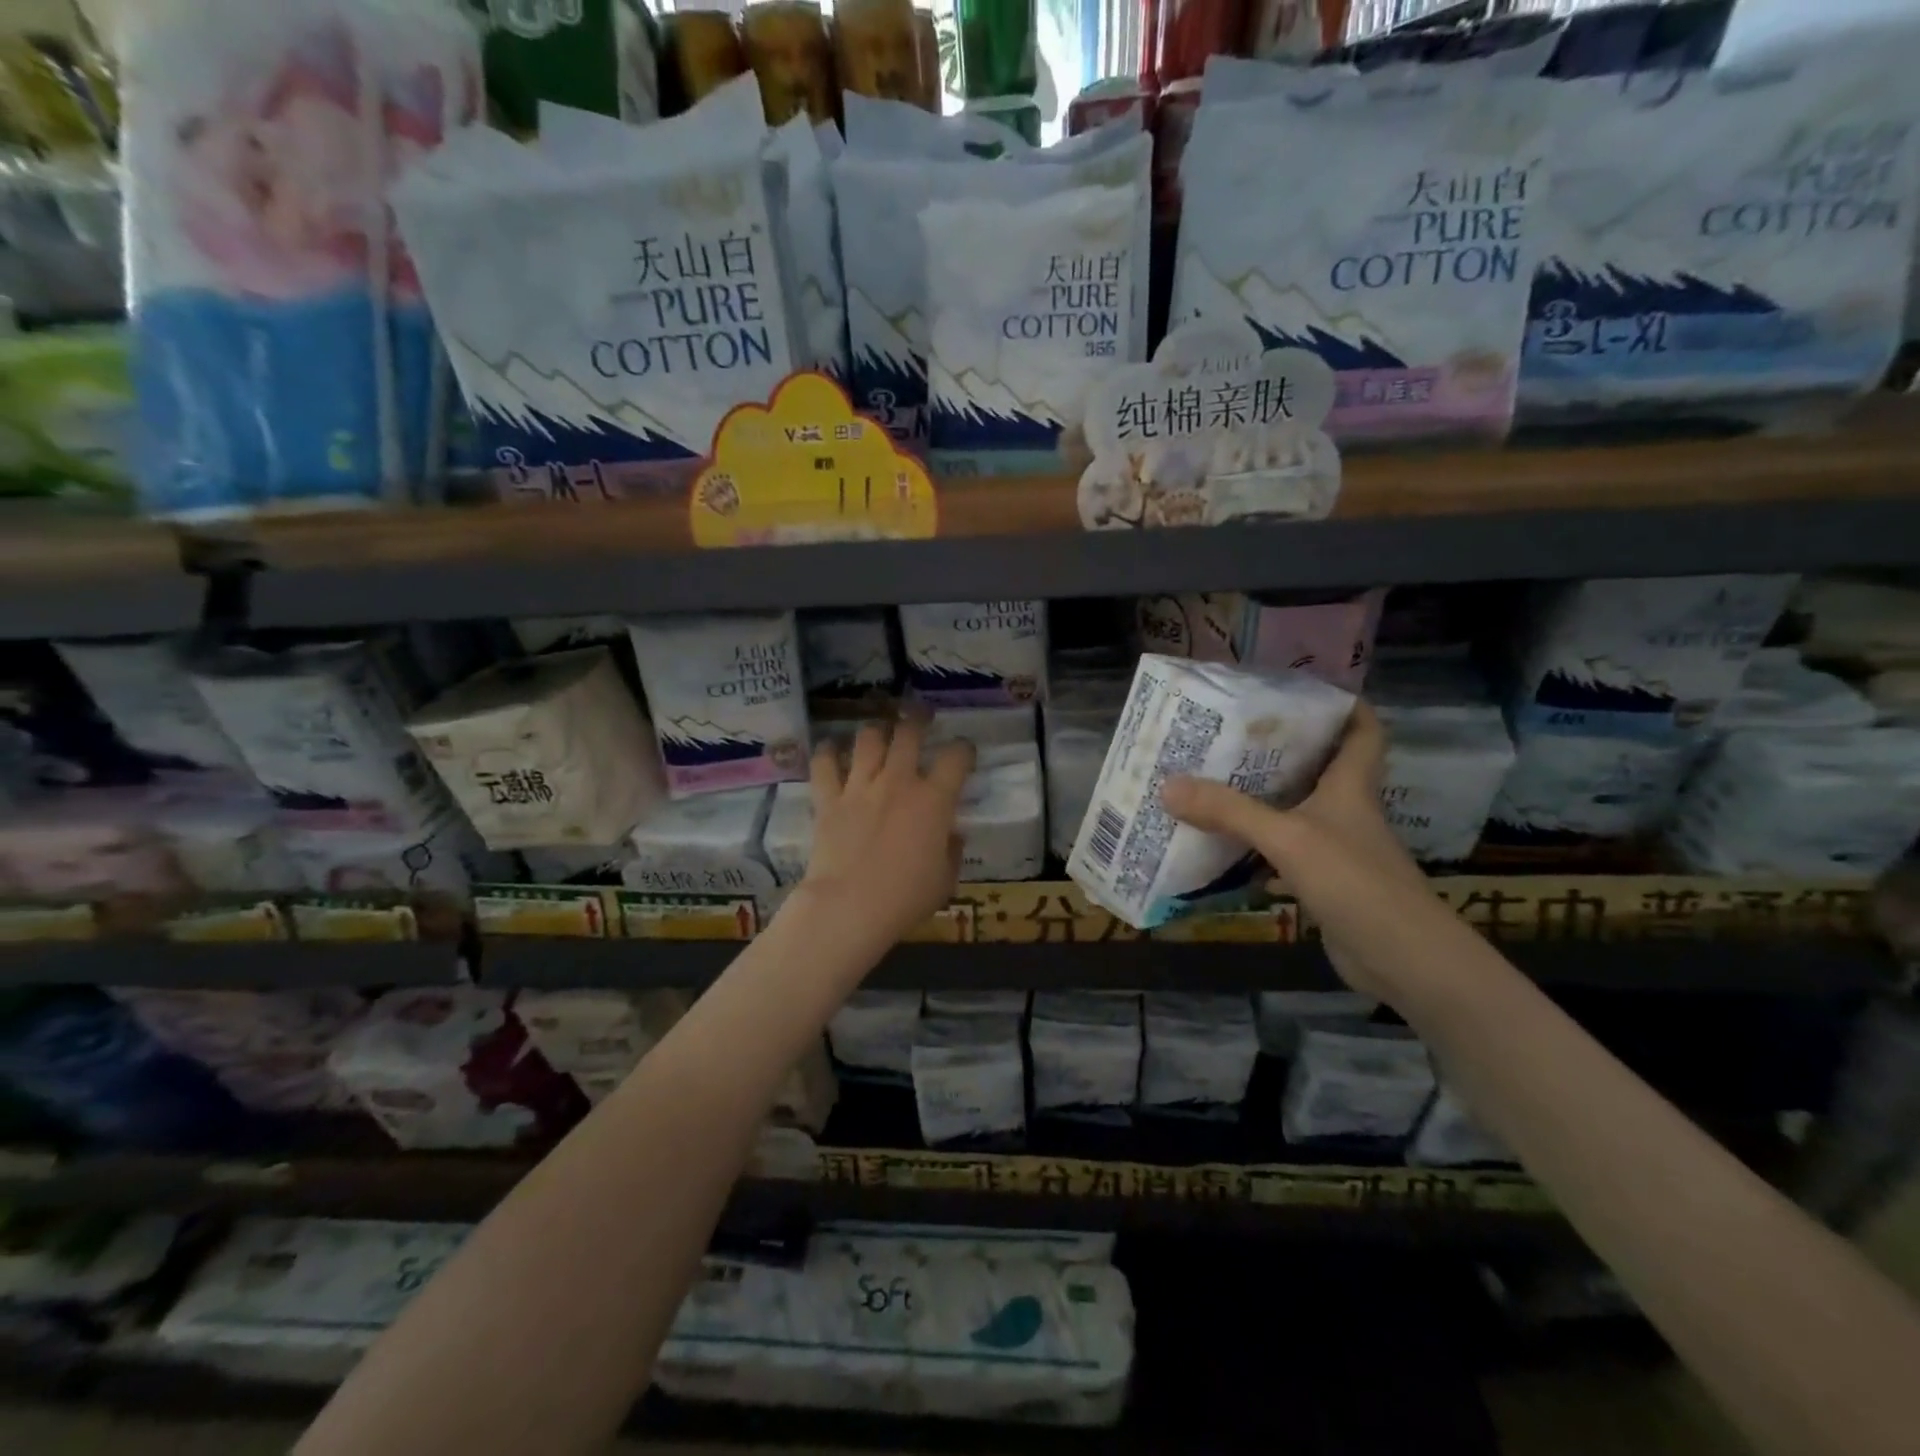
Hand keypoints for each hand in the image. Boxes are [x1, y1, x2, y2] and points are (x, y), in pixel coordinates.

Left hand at [797, 712, 973, 949]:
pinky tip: (831, 749)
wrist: (850, 906)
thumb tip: (951, 835)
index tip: (964, 751)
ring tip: (879, 730)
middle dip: (918, 718)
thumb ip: (951, 851)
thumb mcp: (945, 880)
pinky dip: (827, 753)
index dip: (963, 749)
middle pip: (909, 733)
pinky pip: (824, 765)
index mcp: (934, 800)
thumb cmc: (906, 898)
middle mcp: (899, 782)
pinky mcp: (829, 799)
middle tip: (920, 714)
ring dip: (875, 730)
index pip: (956, 758)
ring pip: (868, 739)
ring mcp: (860, 786)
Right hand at [1160, 703, 1426, 996]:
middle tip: (1231, 734)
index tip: (1301, 690)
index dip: (1343, 705)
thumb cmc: (1354, 881)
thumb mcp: (1286, 838)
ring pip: (1298, 810)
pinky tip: (1223, 845)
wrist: (1402, 959)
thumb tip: (1168, 785)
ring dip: (1263, 799)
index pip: (1362, 730)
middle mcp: (1347, 811)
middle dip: (1281, 749)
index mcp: (1350, 786)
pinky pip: (1284, 852)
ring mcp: (1337, 849)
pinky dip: (1257, 847)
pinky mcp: (1325, 883)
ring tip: (1214, 781)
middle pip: (1320, 766)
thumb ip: (1229, 811)